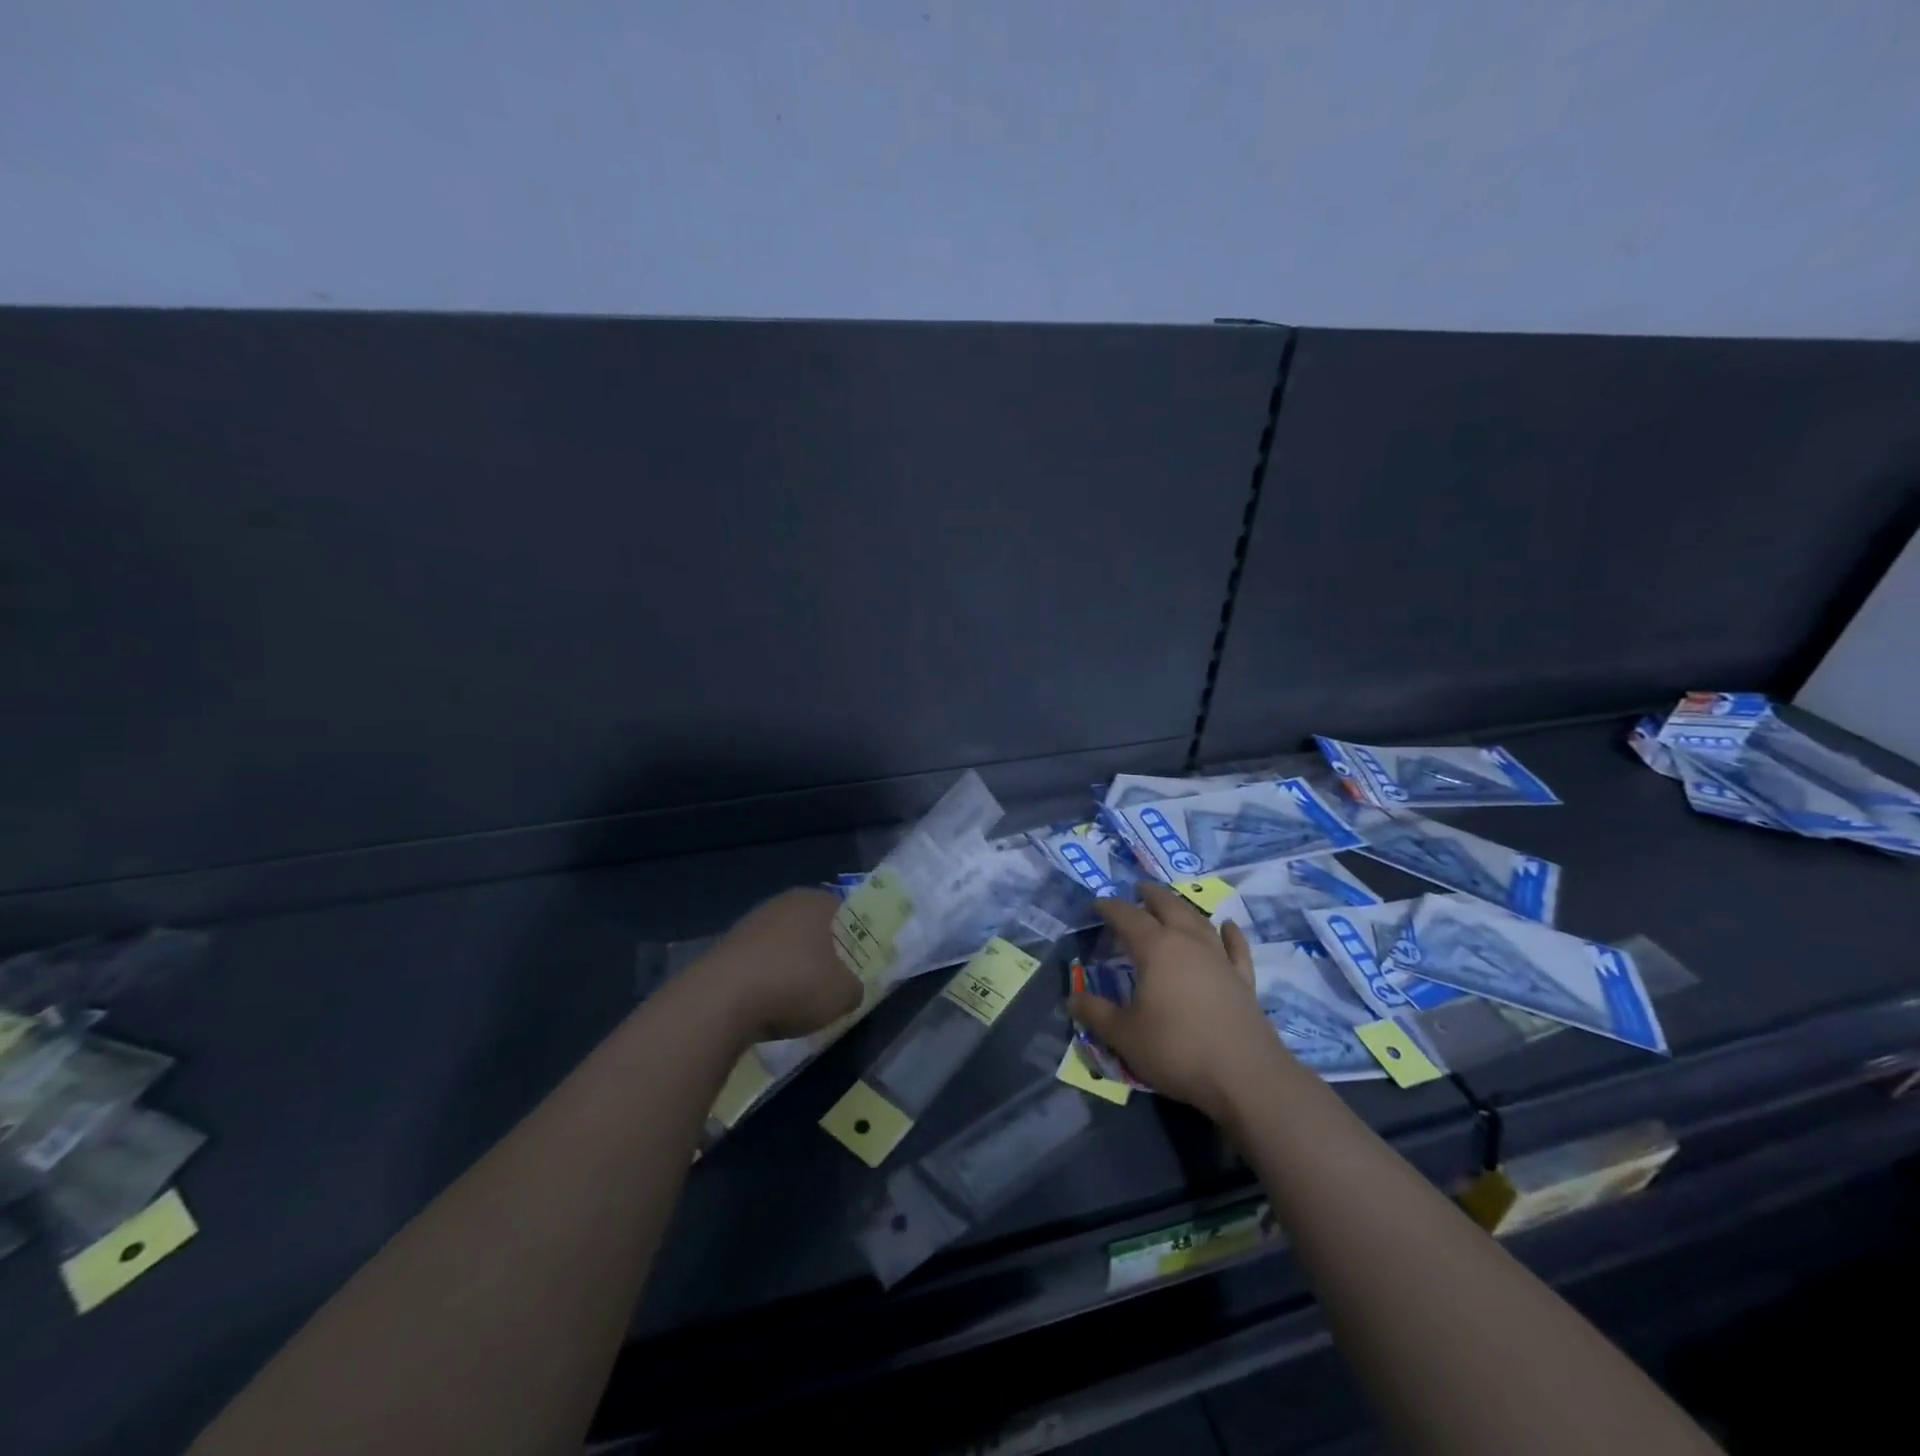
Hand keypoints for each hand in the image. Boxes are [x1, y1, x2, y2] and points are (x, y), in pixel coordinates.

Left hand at [699, 887, 863, 1043]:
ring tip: (797, 1000)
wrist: (720, 1002)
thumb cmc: (794, 985)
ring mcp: (750, 923)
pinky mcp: (725, 948)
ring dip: (791, 966)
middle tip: (830, 982)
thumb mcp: (843, 994)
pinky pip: (758, 962)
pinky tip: (767, 1005)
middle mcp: (782, 903)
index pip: (844, 910)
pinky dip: (766, 979)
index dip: (855, 937)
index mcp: (815, 901)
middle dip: (822, 951)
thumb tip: (851, 988)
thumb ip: (855, 987)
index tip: (857, 964)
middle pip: (812, 926)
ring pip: (783, 943)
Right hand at [1068, 882, 1287, 1121]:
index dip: (1110, 908)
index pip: (1127, 917)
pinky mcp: (1243, 979)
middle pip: (1167, 906)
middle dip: (1150, 896)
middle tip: (1138, 890)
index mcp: (1155, 949)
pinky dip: (1230, 933)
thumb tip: (1072, 998)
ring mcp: (1220, 958)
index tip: (1097, 905)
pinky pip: (1235, 947)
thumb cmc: (1176, 1050)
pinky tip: (1228, 926)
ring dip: (1183, 907)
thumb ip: (1096, 1014)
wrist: (1245, 1076)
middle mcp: (1188, 943)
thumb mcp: (1124, 1036)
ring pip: (1199, 920)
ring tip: (1172, 903)